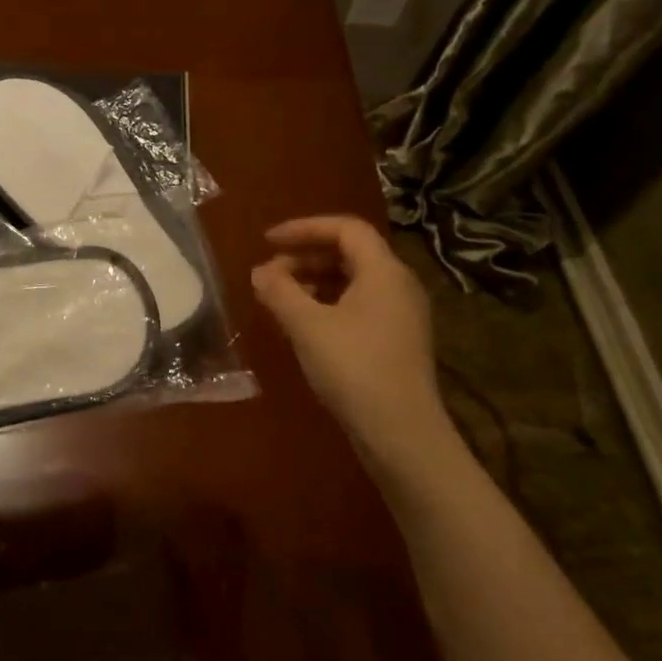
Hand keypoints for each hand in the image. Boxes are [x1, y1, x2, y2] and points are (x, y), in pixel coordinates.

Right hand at [249, 216, 452, 461]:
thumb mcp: (307, 326)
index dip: (304, 228)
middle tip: (270, 275)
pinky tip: (304, 326)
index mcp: (383, 271)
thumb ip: (279, 291)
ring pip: (354, 281)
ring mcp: (402, 314)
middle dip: (305, 257)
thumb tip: (260, 271)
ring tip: (281, 299)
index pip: (345, 228)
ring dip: (314, 281)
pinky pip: (359, 305)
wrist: (401, 432)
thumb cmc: (353, 368)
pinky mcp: (397, 340)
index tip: (267, 241)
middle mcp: (399, 285)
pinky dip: (328, 303)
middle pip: (350, 253)